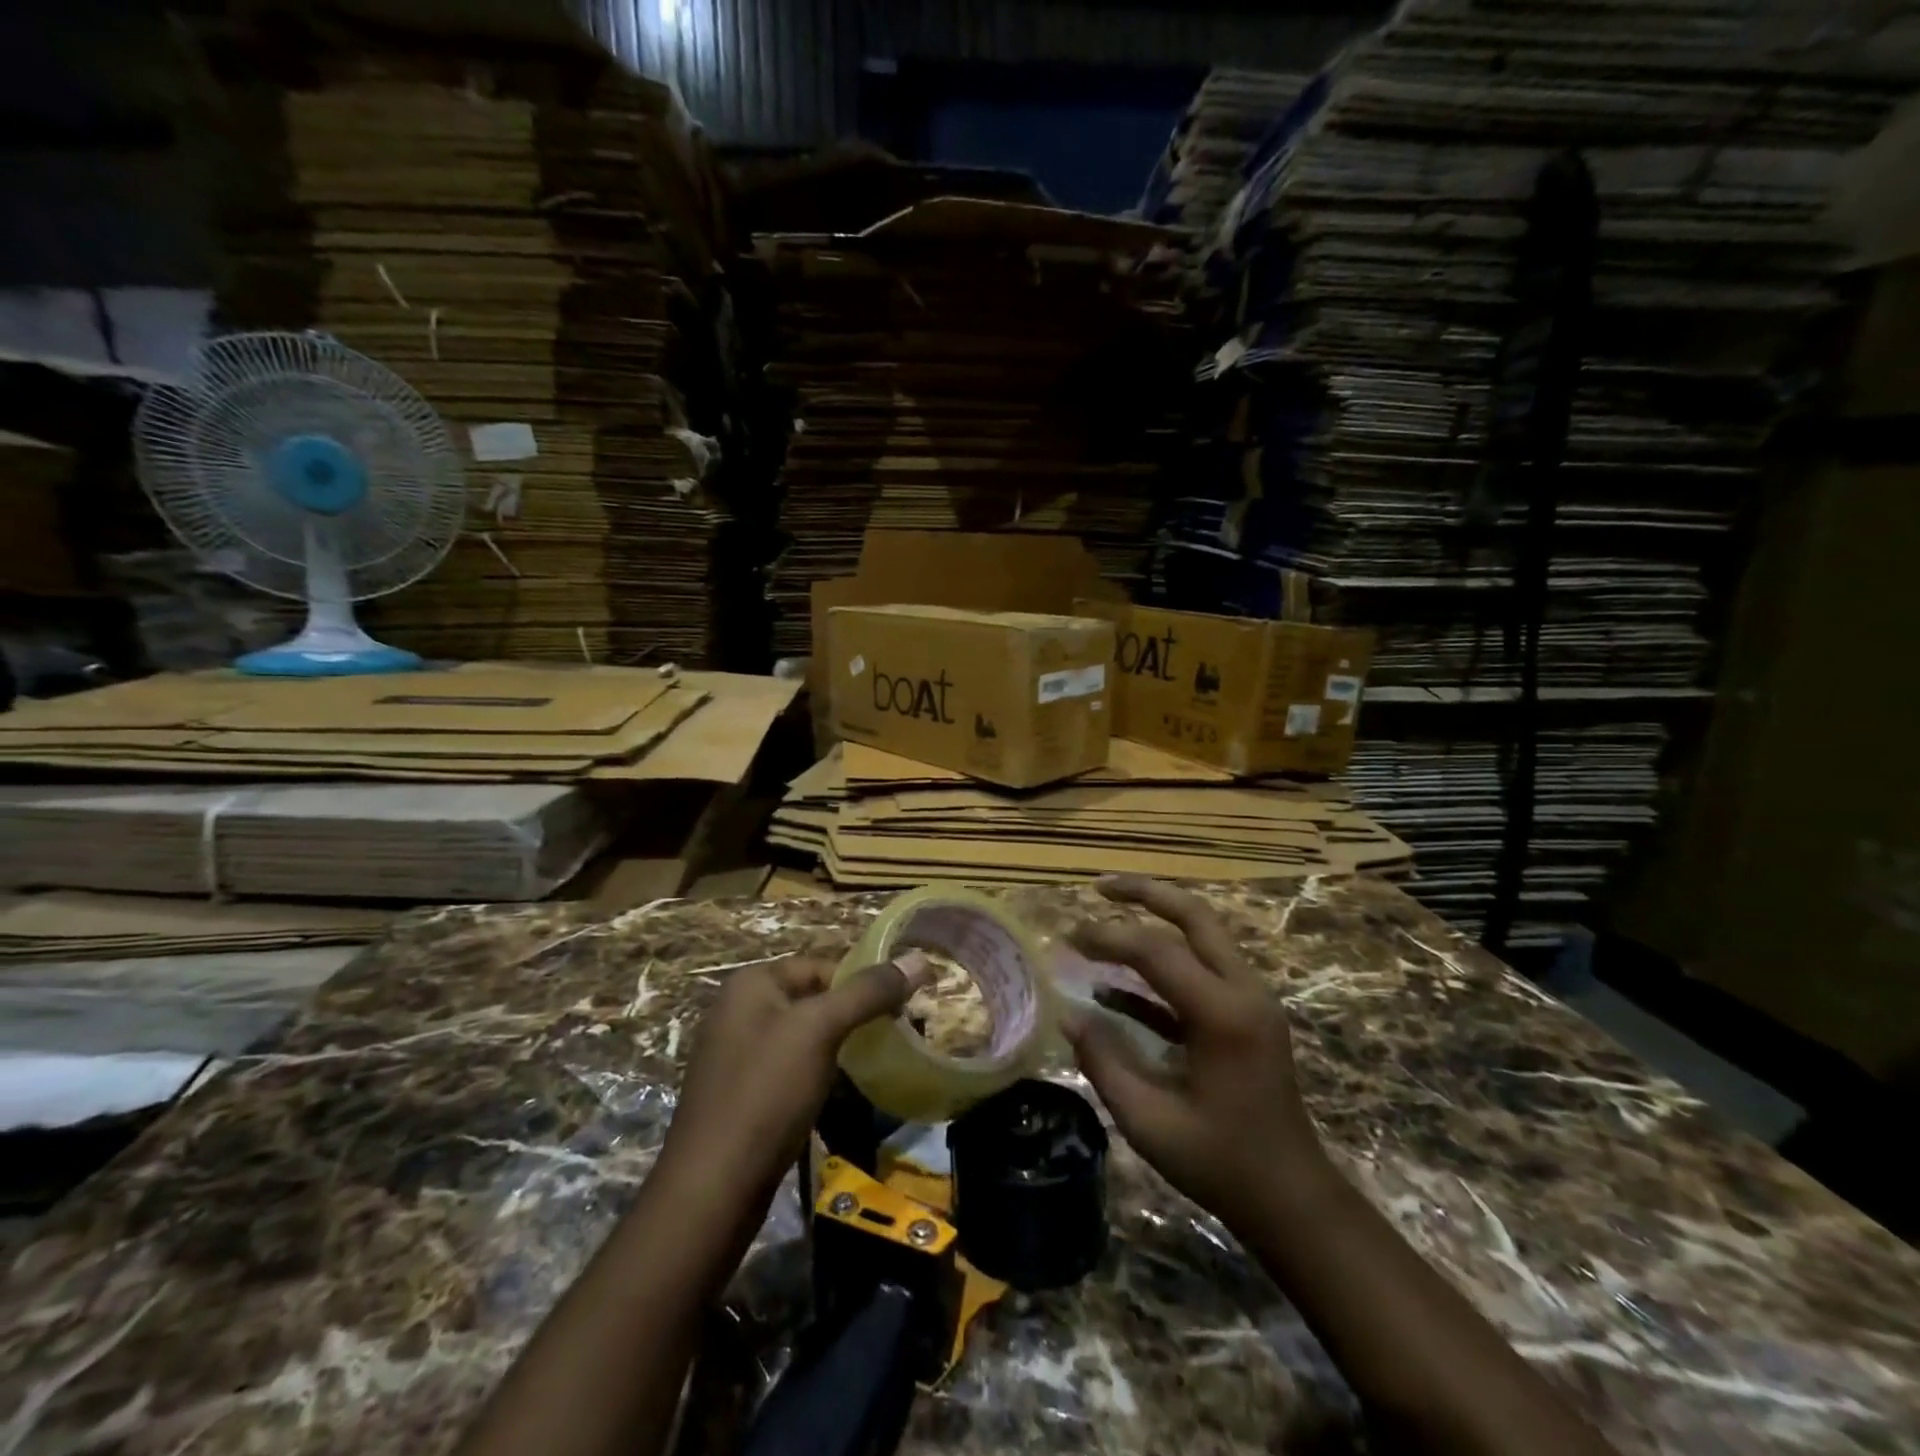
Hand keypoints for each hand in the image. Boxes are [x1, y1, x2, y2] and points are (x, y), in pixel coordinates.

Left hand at [654, 953, 929, 1216]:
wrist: (712, 1189)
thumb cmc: (766, 1092)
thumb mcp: (821, 1030)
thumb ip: (869, 992)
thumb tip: (920, 958)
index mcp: (751, 983)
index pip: (822, 966)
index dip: (863, 984)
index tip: (900, 1012)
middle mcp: (740, 1010)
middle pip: (814, 999)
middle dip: (854, 1017)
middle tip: (893, 1040)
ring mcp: (737, 1054)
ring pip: (804, 1037)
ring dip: (839, 1049)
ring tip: (874, 1068)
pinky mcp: (742, 1094)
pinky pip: (790, 1069)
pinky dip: (817, 1075)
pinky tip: (837, 1096)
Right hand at [1066, 876, 1326, 1229]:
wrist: (1291, 1198)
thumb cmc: (1221, 1164)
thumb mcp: (1149, 1121)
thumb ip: (1104, 1062)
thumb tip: (1067, 1015)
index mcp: (1223, 1015)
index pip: (1157, 951)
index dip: (1107, 938)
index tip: (1068, 938)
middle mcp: (1244, 992)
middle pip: (1195, 916)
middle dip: (1146, 893)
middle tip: (1099, 887)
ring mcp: (1250, 1000)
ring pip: (1202, 936)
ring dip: (1156, 920)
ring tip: (1105, 916)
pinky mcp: (1246, 1016)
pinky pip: (1201, 973)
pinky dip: (1162, 968)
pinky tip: (1115, 989)